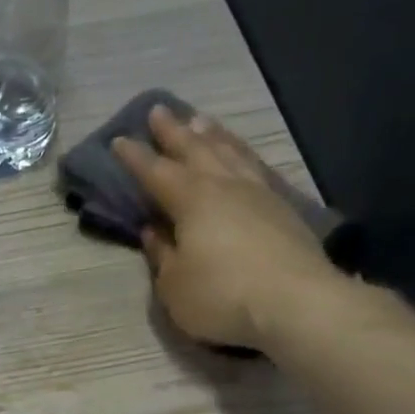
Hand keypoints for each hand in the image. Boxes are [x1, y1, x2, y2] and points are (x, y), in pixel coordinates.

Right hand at [113, 105, 342, 349]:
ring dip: (211, 136)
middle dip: (174, 132)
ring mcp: (258, 194)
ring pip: (229, 153)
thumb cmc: (220, 295)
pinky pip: (253, 167)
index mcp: (192, 201)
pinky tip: (240, 156)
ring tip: (200, 120)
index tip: (120, 140)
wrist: (294, 302)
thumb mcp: (174, 285)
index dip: (136, 158)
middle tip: (159, 111)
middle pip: (196, 150)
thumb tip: (153, 231)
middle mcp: (225, 186)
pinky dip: (240, 155)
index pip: (156, 173)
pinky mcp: (282, 209)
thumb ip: (161, 255)